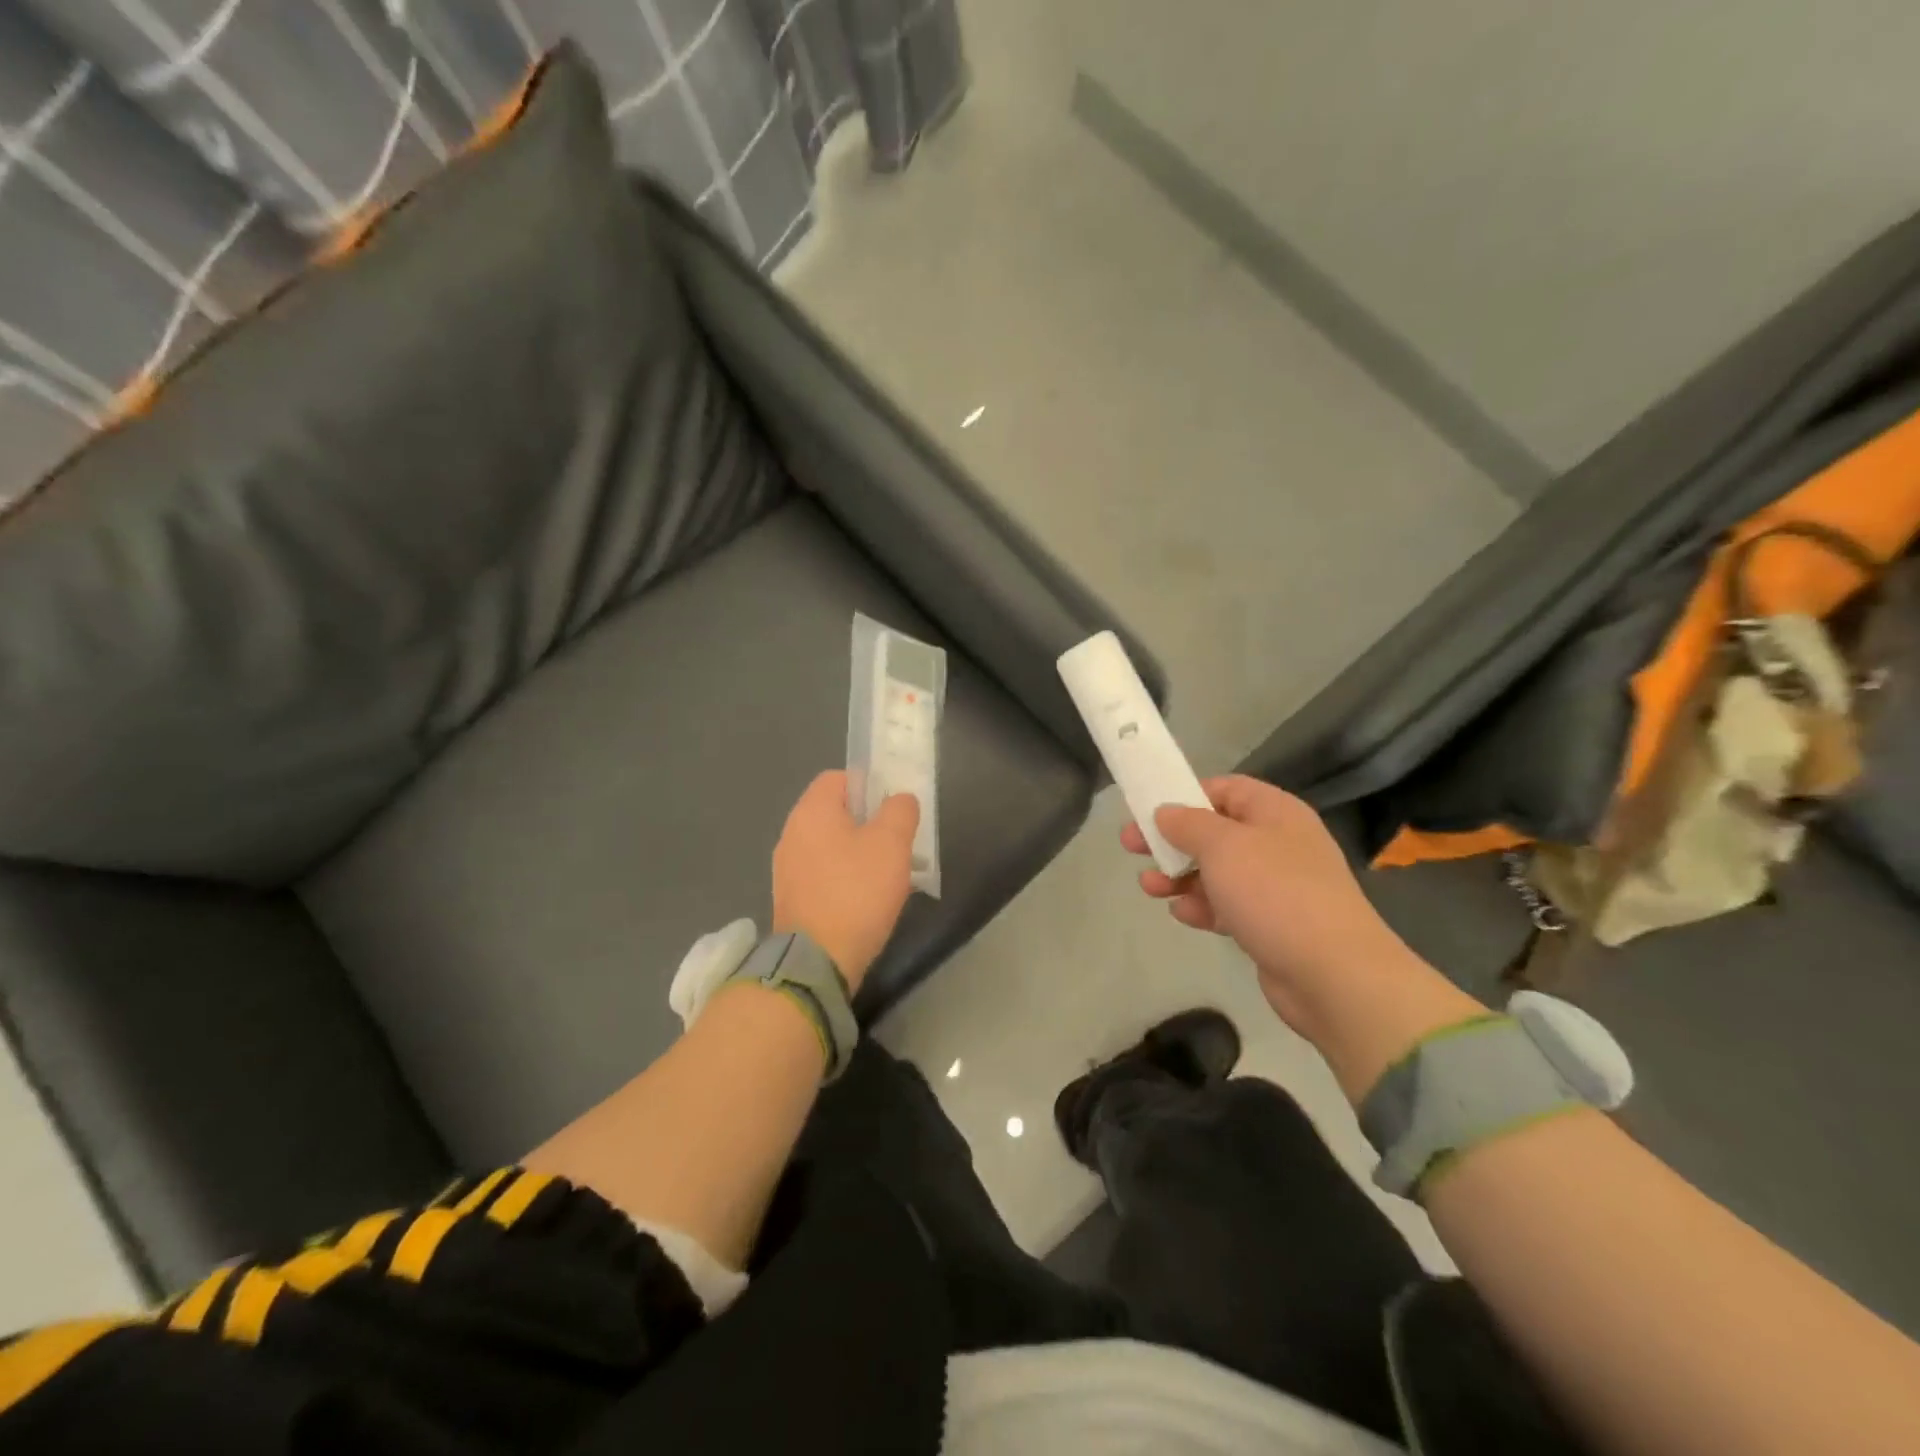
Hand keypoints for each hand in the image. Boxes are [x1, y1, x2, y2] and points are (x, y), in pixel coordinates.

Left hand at [772, 771, 919, 990]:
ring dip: (857, 854)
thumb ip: (900, 811)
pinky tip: (865, 901)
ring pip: (830, 846)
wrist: (817, 961)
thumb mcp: (892, 844)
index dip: (869, 786)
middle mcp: (791, 833)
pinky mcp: (790, 899)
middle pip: (834, 813)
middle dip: (868, 824)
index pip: (838, 778)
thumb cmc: (856, 892)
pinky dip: (843, 880)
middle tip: (896, 844)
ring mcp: (786, 869)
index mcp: (811, 811)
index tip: (893, 810)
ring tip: (886, 876)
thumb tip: (899, 800)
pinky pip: (822, 875)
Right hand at [1123, 775, 1481, 1097]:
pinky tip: (1181, 914)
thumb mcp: (1223, 846)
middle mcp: (1278, 843)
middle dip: (1172, 840)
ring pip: (1217, 871)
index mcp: (1275, 812)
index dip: (1186, 795)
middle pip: (1215, 832)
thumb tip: (1166, 812)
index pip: (1225, 789)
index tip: (1149, 810)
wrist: (1333, 974)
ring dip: (1180, 876)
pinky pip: (1228, 906)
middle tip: (1132, 847)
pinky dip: (1202, 907)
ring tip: (1148, 886)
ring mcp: (1277, 887)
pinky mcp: (1271, 925)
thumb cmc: (1275, 893)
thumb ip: (1188, 823)